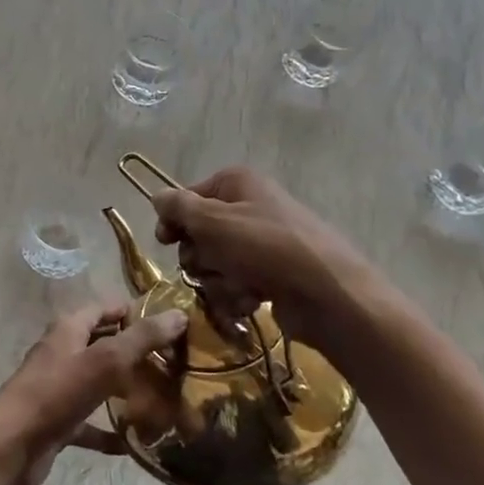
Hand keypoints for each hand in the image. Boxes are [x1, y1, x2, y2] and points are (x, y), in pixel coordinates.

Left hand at [0, 303, 187, 484]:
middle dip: (135, 350)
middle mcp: (63, 352)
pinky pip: (90, 422)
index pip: (106, 308)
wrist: (11, 446)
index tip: (170, 324)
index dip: (135, 311)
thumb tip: (178, 314)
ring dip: (125, 389)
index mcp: (69, 328)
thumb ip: (141, 338)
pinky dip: (110, 430)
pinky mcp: (58, 421)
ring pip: (99, 382)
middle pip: (104, 343)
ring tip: (163, 397)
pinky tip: (135, 442)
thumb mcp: (105, 360)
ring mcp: (59, 388)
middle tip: (174, 362)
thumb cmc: (57, 393)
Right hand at [151, 166, 385, 345]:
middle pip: (198, 235)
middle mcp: (248, 207)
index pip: (187, 197)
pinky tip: (251, 301)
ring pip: (213, 264)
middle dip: (200, 257)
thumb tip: (156, 196)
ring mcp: (260, 244)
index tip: (166, 241)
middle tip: (214, 263)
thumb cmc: (264, 247)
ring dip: (218, 281)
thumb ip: (178, 207)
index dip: (174, 220)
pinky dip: (237, 296)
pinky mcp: (270, 276)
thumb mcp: (213, 221)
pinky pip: (234, 285)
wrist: (326, 294)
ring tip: (239, 286)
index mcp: (236, 183)